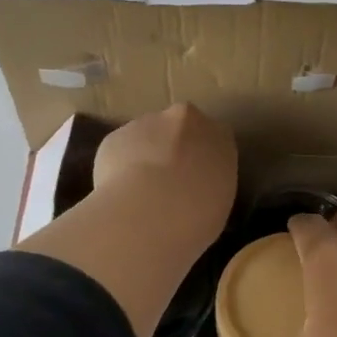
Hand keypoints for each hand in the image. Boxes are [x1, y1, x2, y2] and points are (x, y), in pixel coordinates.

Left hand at [92, 104, 237, 254]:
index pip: (216, 141)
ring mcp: (147, 123)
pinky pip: (120, 152)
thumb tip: (195, 194)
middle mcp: (186, 120)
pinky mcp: (115, 136)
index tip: (197, 181)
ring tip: (140, 196)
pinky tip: (120, 195)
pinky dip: (119, 169)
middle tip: (168, 186)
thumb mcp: (219, 206)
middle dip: (174, 151)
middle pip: (180, 130)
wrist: (149, 212)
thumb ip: (209, 188)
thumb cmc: (198, 215)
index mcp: (220, 137)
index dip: (203, 160)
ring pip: (146, 138)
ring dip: (145, 158)